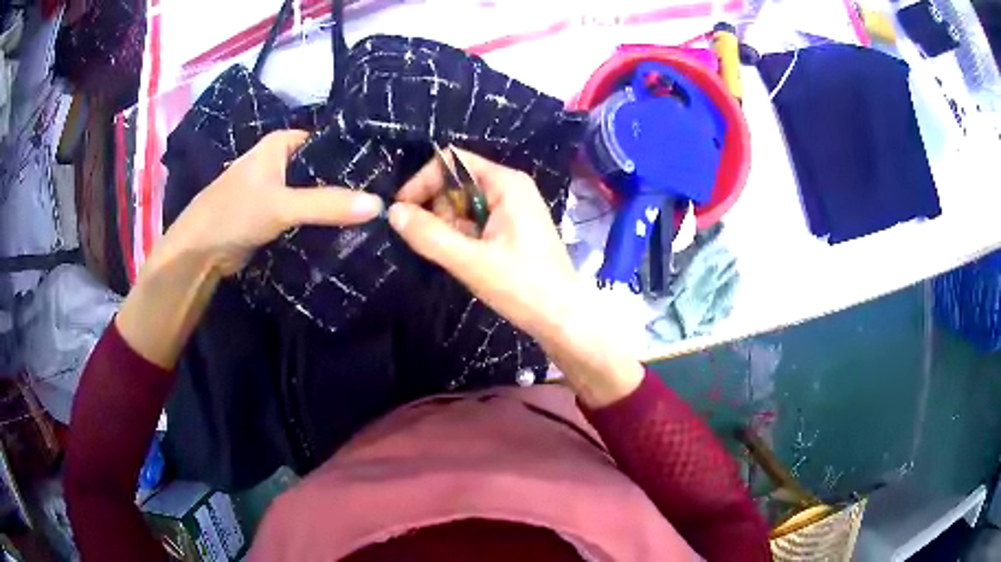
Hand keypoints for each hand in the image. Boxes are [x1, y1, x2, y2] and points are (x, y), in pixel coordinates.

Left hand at [157, 130, 383, 276]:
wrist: (199, 253)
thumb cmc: (234, 213)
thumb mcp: (281, 205)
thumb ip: (327, 204)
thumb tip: (381, 205)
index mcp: (282, 144)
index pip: (330, 142)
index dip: (356, 155)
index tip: (388, 173)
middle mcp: (281, 161)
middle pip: (324, 170)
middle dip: (349, 185)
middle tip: (386, 199)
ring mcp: (277, 190)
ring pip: (315, 194)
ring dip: (336, 206)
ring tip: (374, 216)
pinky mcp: (274, 215)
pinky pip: (305, 215)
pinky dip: (321, 222)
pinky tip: (347, 231)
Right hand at [388, 149, 641, 405]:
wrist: (563, 318)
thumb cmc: (523, 287)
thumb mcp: (471, 261)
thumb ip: (429, 235)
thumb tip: (393, 212)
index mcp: (505, 183)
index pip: (452, 162)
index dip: (423, 181)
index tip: (402, 212)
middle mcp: (510, 188)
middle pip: (457, 181)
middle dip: (436, 207)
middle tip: (433, 242)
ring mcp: (512, 208)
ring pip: (463, 203)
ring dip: (447, 225)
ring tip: (455, 255)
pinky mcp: (512, 229)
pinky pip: (475, 220)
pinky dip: (461, 235)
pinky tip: (466, 259)